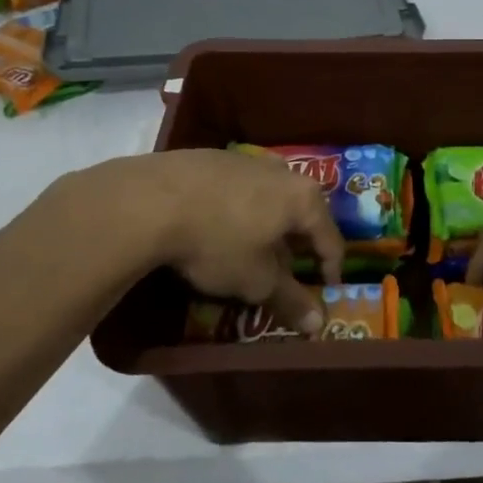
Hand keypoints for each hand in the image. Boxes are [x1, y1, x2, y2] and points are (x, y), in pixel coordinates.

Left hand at [131, 149, 345, 332]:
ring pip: (270, 198)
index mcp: (304, 198)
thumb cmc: (217, 242)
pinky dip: (239, 209)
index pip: (331, 239)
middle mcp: (283, 172)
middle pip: (302, 214)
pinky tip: (218, 227)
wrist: (151, 200)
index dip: (330, 270)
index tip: (323, 293)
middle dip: (296, 246)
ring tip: (250, 252)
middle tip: (285, 274)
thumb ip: (290, 301)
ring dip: (268, 226)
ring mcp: (248, 160)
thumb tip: (318, 325)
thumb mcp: (255, 280)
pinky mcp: (214, 157)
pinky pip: (240, 188)